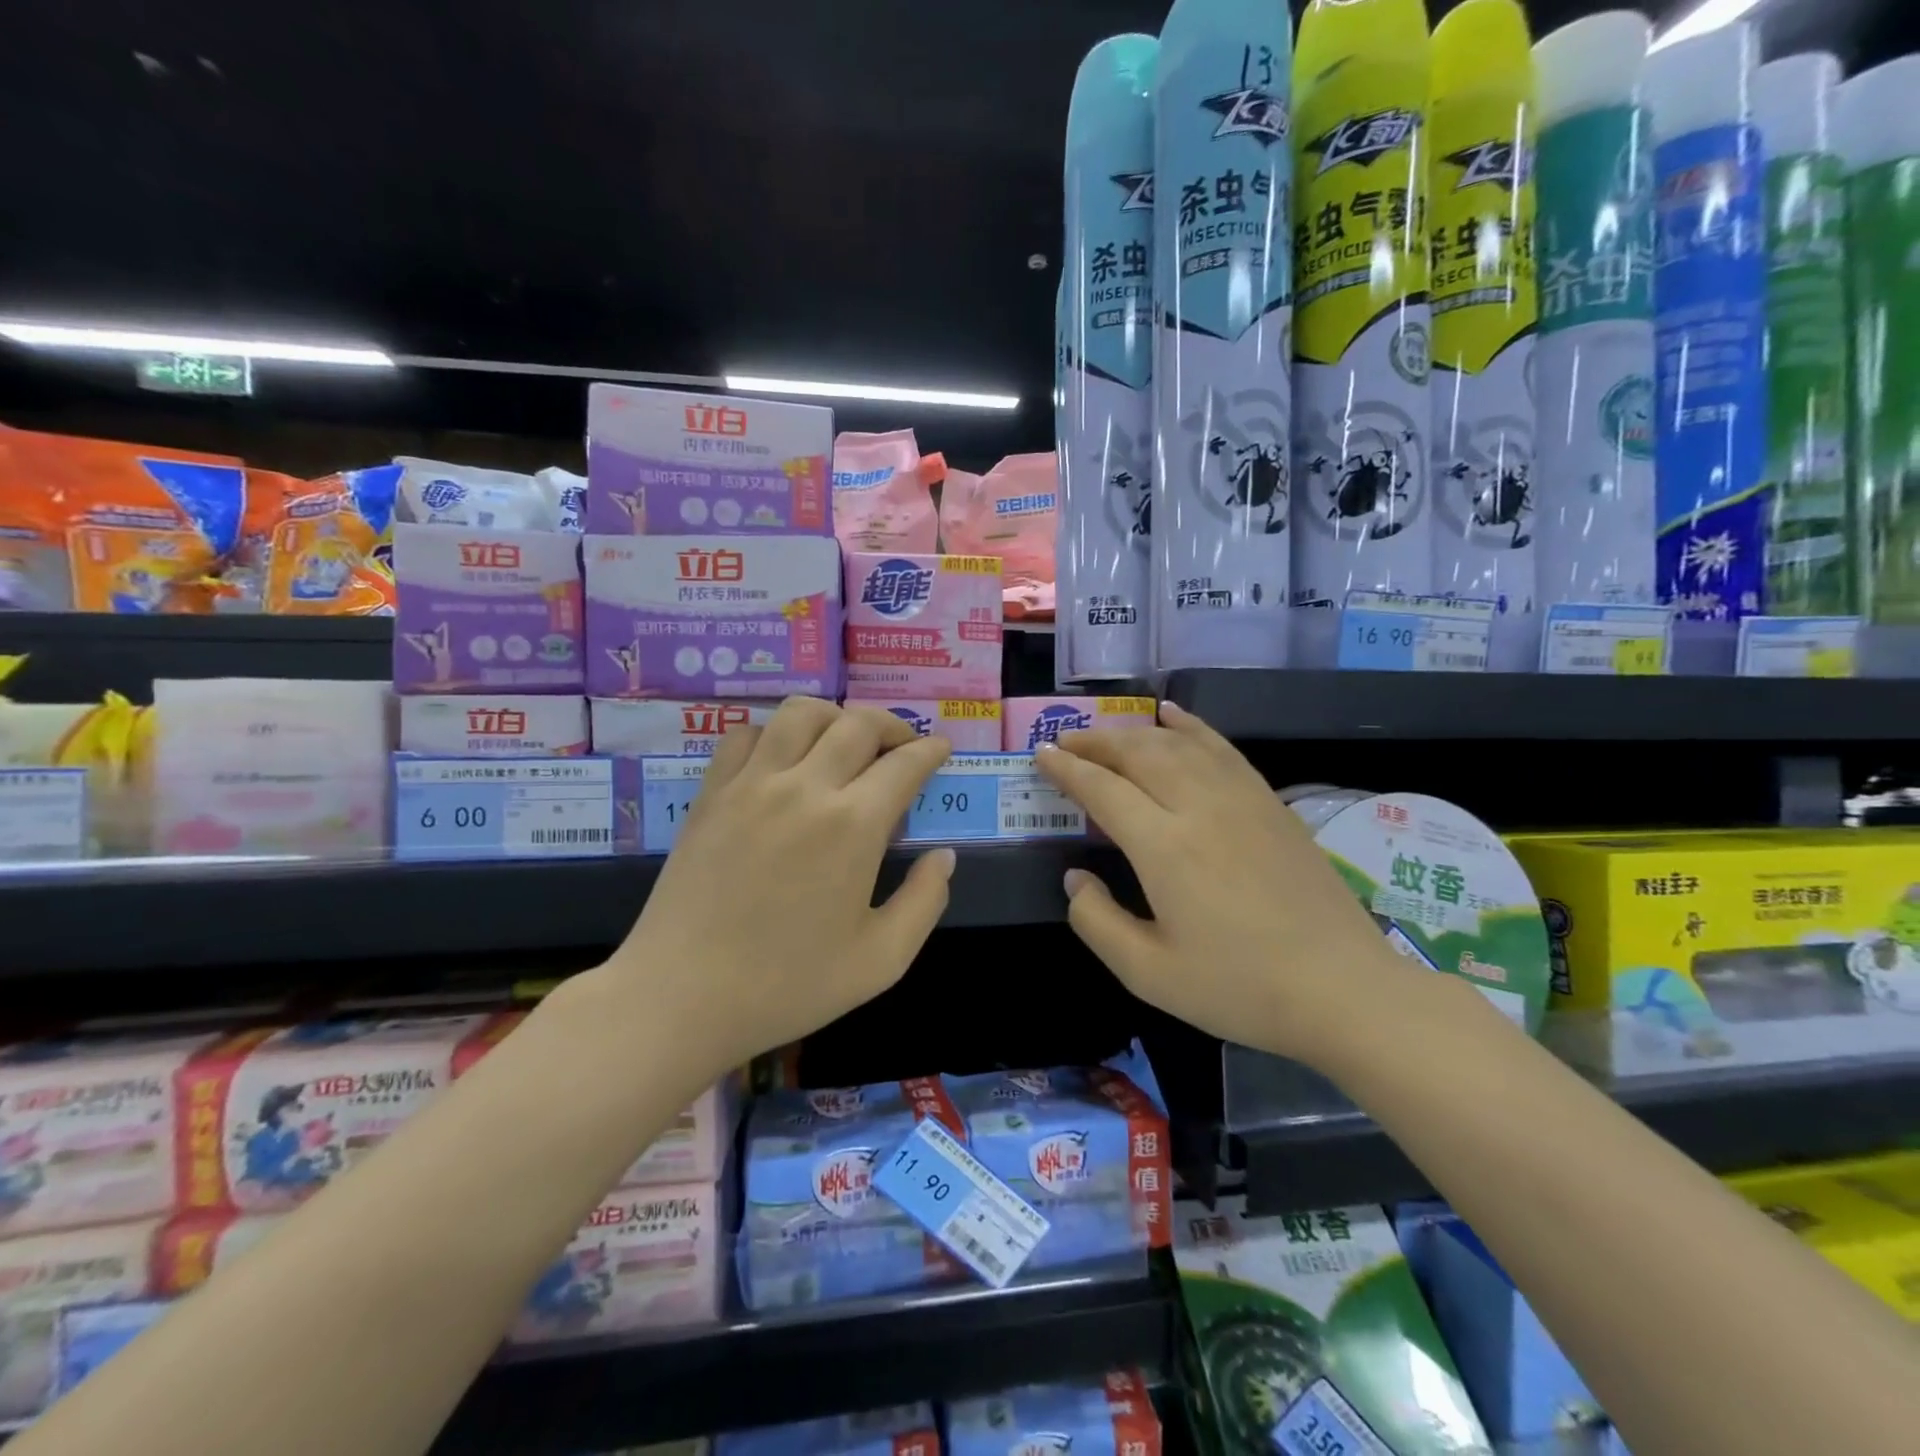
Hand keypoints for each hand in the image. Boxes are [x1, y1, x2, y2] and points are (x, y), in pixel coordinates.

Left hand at [605, 698, 954, 1076]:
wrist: (681, 997)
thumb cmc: (788, 986)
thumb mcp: (881, 960)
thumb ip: (925, 902)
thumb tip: (944, 856)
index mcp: (853, 826)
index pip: (904, 764)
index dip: (930, 751)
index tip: (941, 749)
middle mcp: (805, 787)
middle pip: (858, 724)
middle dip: (893, 726)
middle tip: (902, 747)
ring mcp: (752, 784)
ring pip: (801, 713)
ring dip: (836, 717)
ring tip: (845, 741)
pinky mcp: (712, 793)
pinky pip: (747, 734)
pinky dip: (775, 732)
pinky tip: (783, 759)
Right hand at [1033, 702, 1424, 1066]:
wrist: (1344, 990)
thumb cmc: (1240, 987)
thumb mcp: (1148, 974)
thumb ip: (1096, 922)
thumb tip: (1074, 879)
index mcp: (1165, 847)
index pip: (1103, 789)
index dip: (1067, 769)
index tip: (1041, 755)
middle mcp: (1200, 807)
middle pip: (1138, 754)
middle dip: (1094, 742)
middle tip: (1064, 741)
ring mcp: (1241, 799)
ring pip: (1177, 744)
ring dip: (1134, 732)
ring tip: (1106, 734)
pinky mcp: (1270, 803)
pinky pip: (1221, 748)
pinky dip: (1191, 726)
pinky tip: (1173, 716)